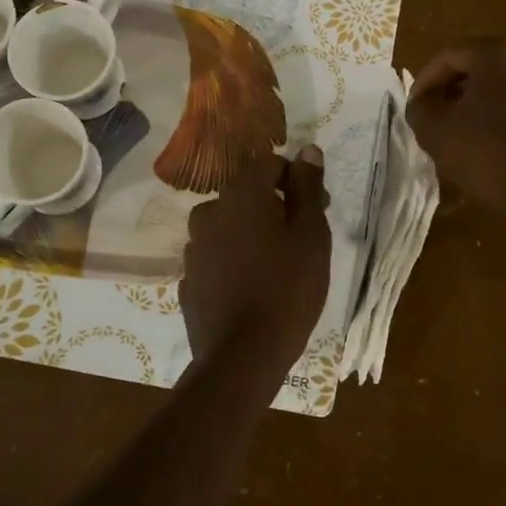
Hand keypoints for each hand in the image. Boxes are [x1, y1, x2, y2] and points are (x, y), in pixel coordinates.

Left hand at [180, 147, 331, 367]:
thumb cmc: (288, 288)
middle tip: (302, 241)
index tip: (317, 209)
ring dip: (253, 236)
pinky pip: (218, 258)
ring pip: (230, 227)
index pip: (268, 164)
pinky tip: (253, 288)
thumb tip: (308, 150)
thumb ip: (308, 187)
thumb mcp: (311, 235)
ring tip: (278, 268)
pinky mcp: (189, 280)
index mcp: (239, 195)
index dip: (296, 180)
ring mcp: (193, 249)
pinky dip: (235, 262)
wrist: (243, 356)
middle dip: (275, 208)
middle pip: (247, 196)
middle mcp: (208, 213)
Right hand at [406, 39, 505, 204]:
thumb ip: (421, 108)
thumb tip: (423, 103)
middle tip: (441, 114)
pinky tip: (502, 145)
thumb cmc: (488, 155)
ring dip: (489, 102)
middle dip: (459, 88)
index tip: (416, 105)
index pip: (452, 55)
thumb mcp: (436, 132)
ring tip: (471, 132)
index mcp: (502, 53)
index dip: (427, 79)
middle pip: (487, 65)